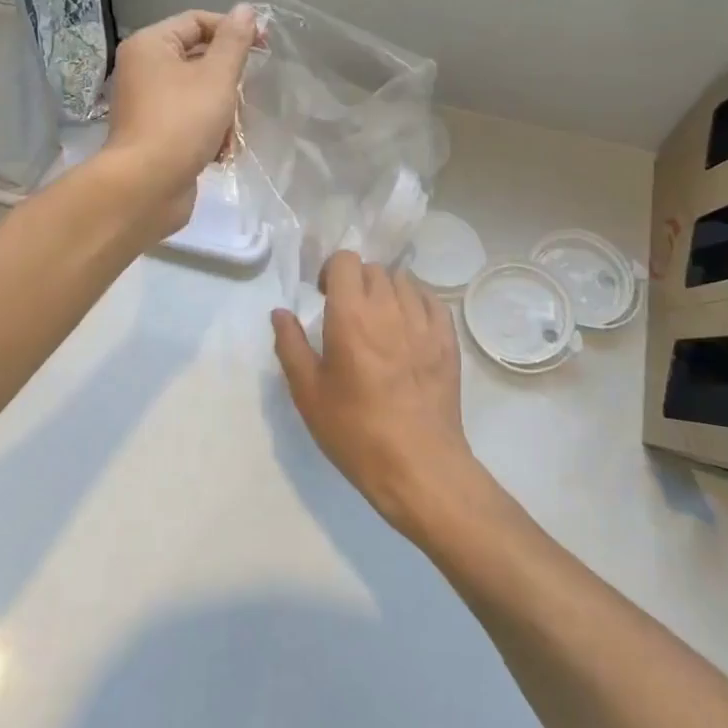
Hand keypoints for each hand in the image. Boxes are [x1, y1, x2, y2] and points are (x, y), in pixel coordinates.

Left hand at [104, 5, 258, 236]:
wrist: (146, 187)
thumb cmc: (182, 122)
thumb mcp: (216, 77)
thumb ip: (234, 41)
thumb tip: (245, 10)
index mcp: (150, 45)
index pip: (197, 21)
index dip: (232, 29)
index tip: (265, 46)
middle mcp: (143, 69)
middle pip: (199, 59)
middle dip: (228, 81)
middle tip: (245, 96)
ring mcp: (147, 104)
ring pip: (199, 93)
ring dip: (223, 112)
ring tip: (230, 133)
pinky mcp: (155, 134)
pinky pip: (190, 120)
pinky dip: (209, 133)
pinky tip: (220, 153)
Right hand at [272, 253, 481, 536]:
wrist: (418, 467)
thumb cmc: (356, 431)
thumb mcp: (308, 393)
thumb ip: (291, 345)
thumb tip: (280, 312)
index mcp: (350, 315)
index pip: (345, 260)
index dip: (331, 271)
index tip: (324, 296)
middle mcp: (388, 308)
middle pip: (373, 269)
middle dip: (357, 282)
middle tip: (348, 312)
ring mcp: (423, 322)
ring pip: (403, 281)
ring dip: (386, 291)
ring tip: (380, 320)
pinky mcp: (447, 340)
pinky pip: (432, 301)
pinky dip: (417, 302)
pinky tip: (409, 326)